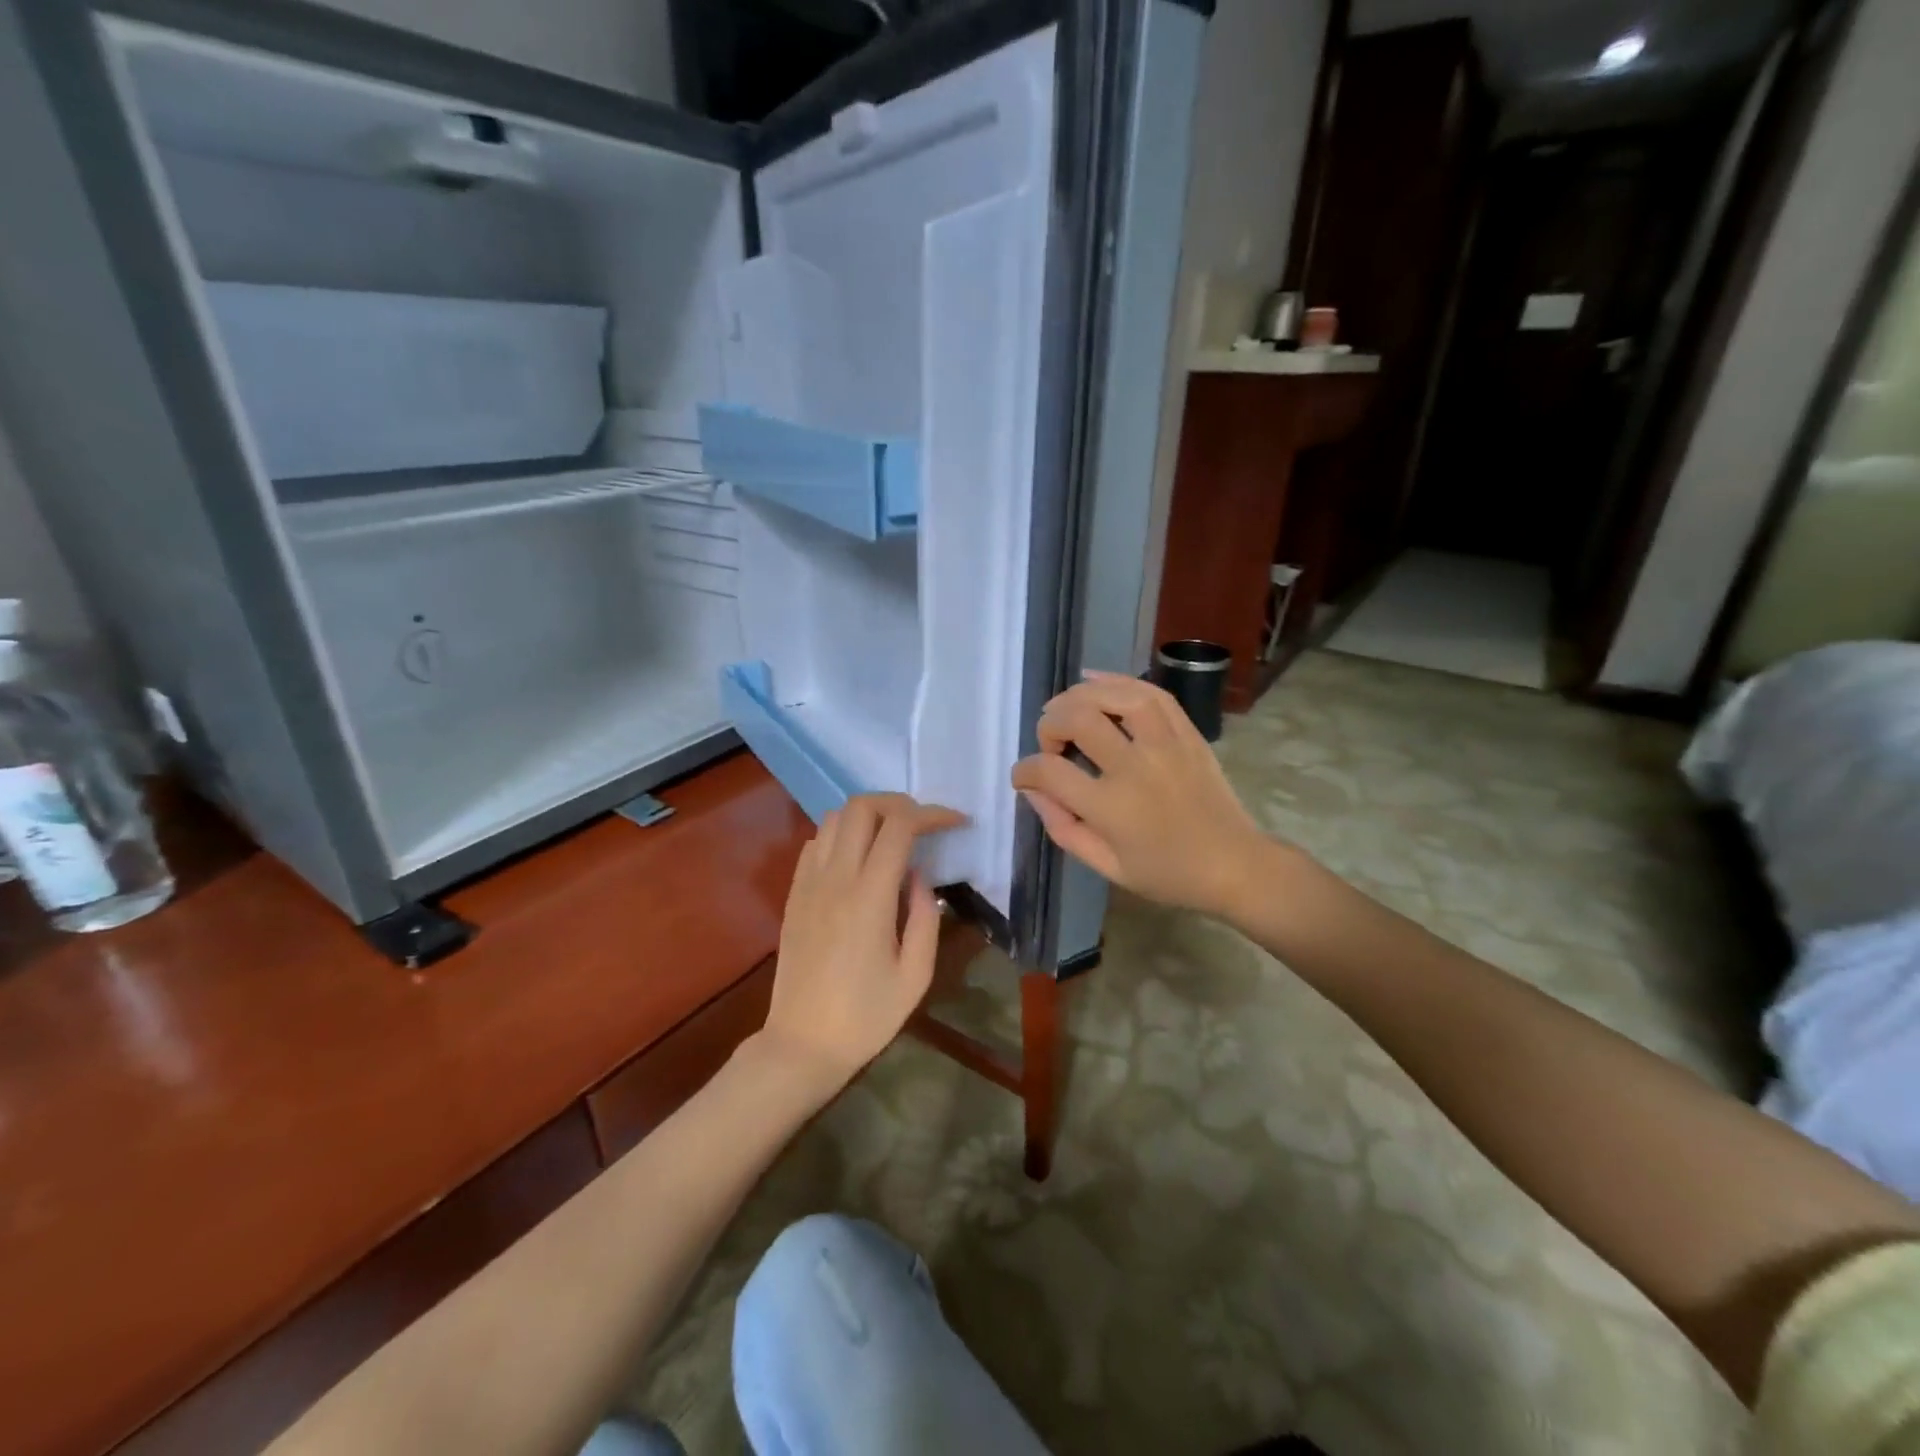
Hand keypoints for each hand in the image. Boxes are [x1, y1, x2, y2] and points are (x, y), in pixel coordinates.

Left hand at [760, 793, 966, 1091]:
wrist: (802, 1044)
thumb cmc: (866, 1016)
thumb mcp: (916, 975)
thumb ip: (924, 916)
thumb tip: (920, 875)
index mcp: (869, 896)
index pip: (900, 826)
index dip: (932, 814)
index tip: (956, 822)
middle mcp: (835, 878)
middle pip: (862, 807)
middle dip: (898, 803)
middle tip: (923, 823)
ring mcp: (808, 883)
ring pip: (834, 818)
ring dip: (867, 815)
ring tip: (892, 835)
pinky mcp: (793, 893)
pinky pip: (814, 842)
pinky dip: (840, 834)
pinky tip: (858, 858)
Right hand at [1011, 671, 1269, 917]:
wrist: (1234, 865)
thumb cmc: (1166, 874)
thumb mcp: (1106, 867)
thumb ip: (1063, 828)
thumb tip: (1034, 790)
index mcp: (1111, 808)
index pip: (1050, 772)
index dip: (1025, 770)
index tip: (1023, 777)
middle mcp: (1135, 768)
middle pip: (1078, 721)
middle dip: (1049, 725)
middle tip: (1050, 743)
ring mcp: (1166, 745)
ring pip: (1116, 697)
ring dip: (1081, 695)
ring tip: (1066, 707)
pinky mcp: (1187, 734)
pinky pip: (1153, 694)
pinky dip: (1121, 681)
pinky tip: (1097, 682)